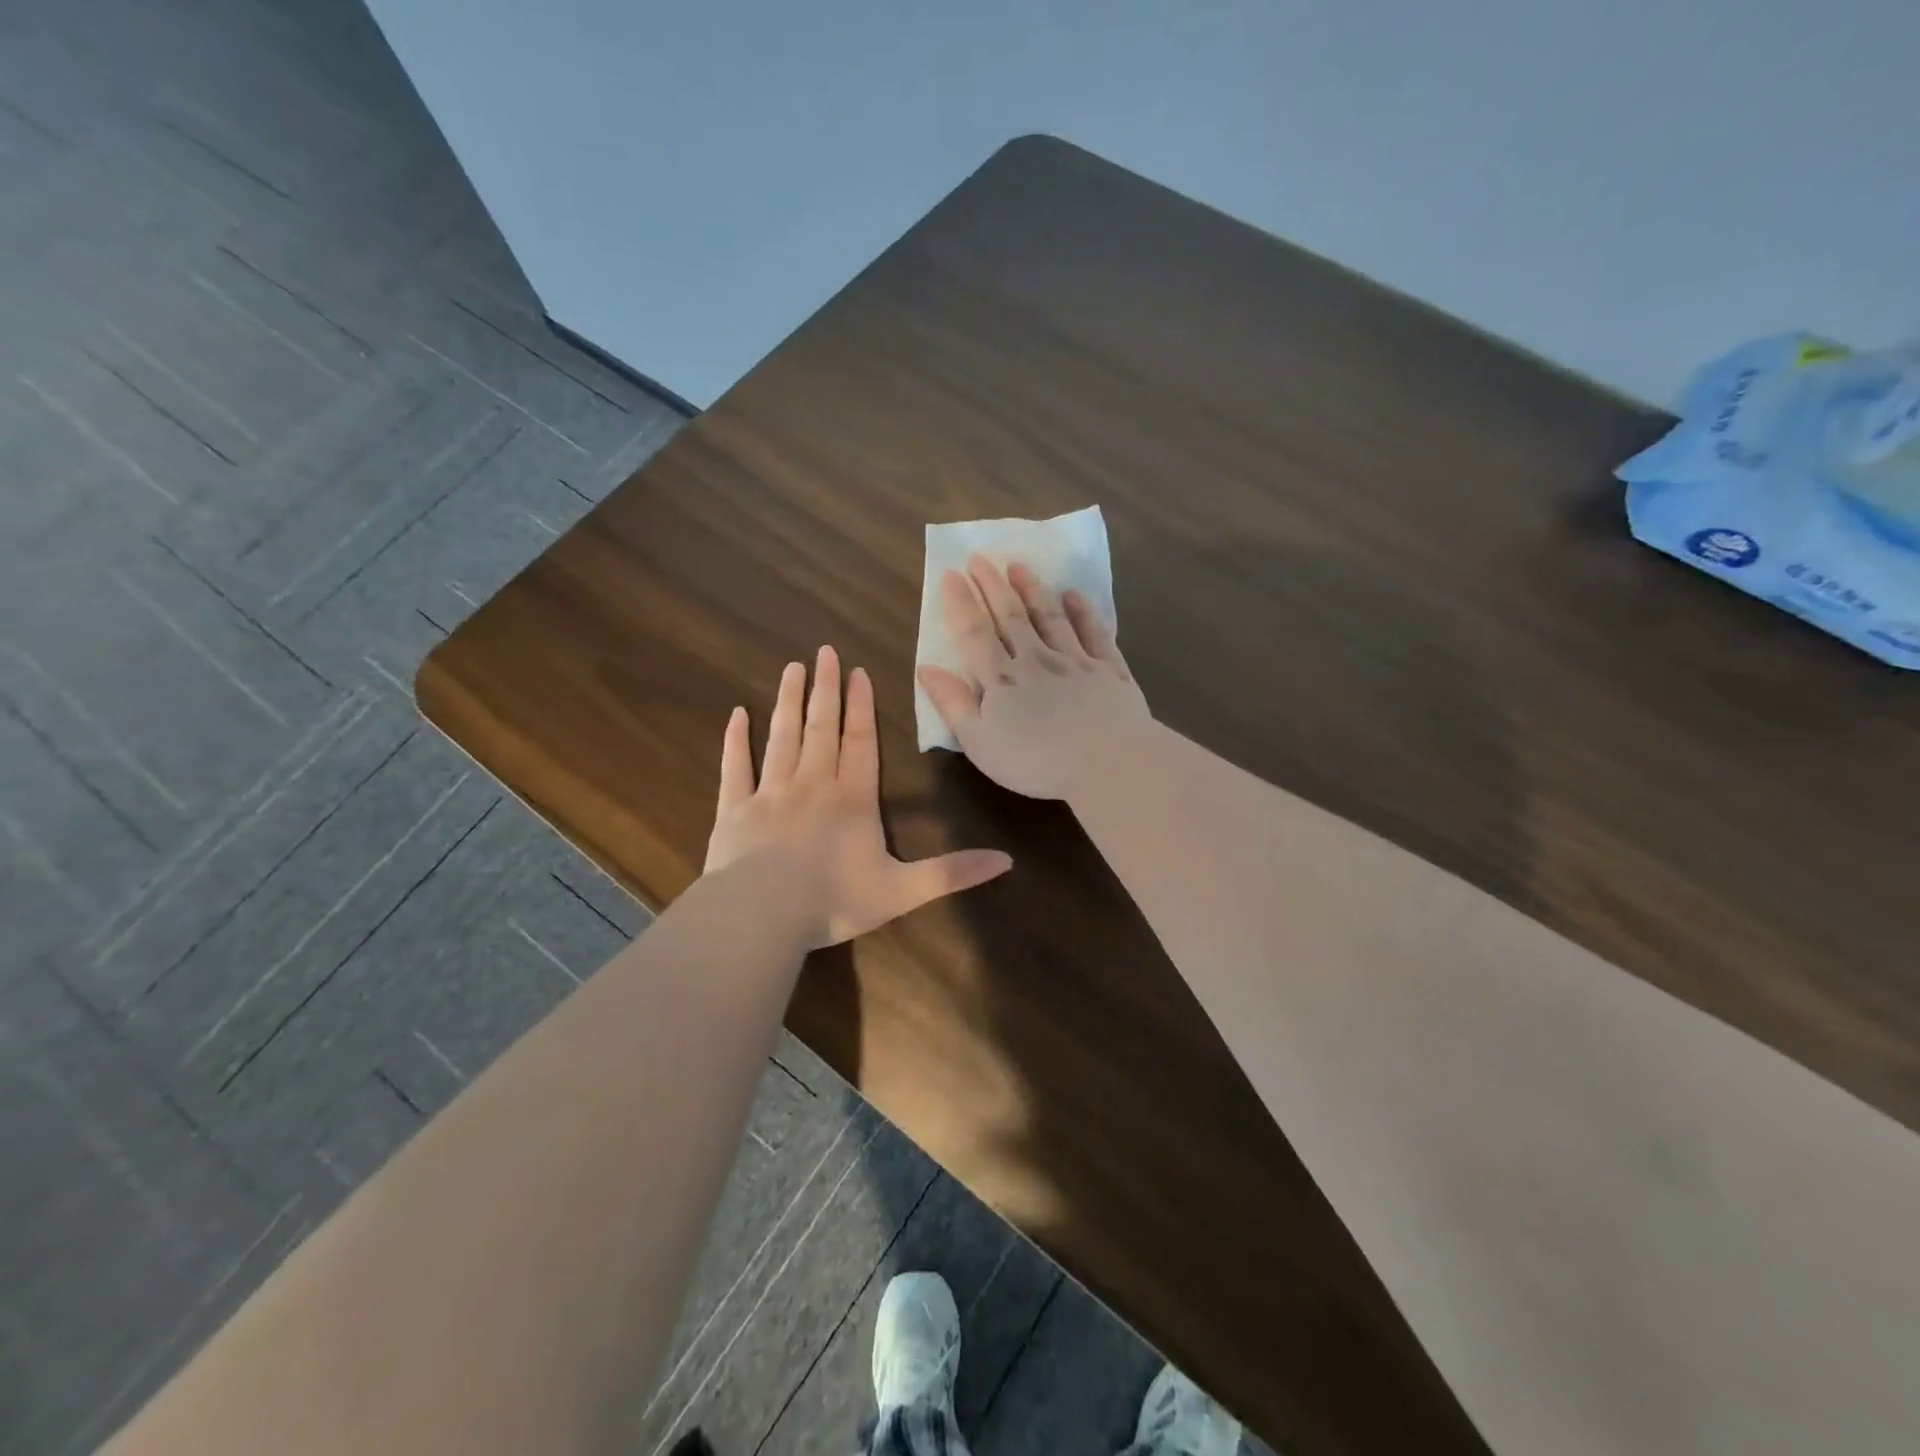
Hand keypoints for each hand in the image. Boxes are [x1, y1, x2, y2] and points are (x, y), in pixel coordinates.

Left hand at [705, 646, 1012, 947]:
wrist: (760, 917)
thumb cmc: (833, 902)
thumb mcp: (903, 891)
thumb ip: (952, 873)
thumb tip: (1007, 861)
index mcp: (852, 799)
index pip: (860, 742)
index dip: (861, 707)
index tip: (858, 672)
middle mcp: (812, 785)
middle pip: (821, 728)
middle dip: (825, 689)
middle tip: (824, 652)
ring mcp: (770, 793)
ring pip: (782, 736)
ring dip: (788, 701)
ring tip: (791, 668)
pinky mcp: (734, 810)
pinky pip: (736, 767)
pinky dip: (736, 740)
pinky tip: (737, 714)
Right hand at [917, 556, 1149, 799]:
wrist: (1108, 762)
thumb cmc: (1036, 761)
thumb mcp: (980, 743)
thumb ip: (953, 704)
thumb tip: (926, 668)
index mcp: (1001, 680)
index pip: (974, 634)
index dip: (960, 604)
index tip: (951, 574)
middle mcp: (1036, 660)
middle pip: (1010, 617)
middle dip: (993, 586)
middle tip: (981, 558)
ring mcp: (1075, 661)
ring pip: (1050, 617)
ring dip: (1033, 590)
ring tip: (1019, 566)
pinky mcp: (1109, 670)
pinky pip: (1094, 633)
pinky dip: (1083, 612)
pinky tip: (1074, 595)